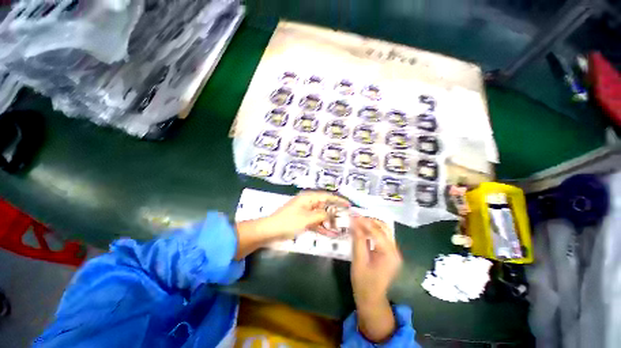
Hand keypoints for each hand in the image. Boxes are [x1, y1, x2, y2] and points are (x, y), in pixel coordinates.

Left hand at [264, 190, 349, 238]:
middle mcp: (308, 203)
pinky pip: (315, 222)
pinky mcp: (303, 220)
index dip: (338, 200)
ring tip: (340, 228)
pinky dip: (321, 227)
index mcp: (308, 198)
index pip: (327, 196)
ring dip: (329, 222)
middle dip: (335, 213)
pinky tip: (330, 234)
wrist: (270, 231)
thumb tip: (332, 214)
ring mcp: (305, 212)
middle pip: (325, 206)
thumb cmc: (289, 222)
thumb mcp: (307, 218)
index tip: (348, 205)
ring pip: (321, 215)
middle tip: (346, 219)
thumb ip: (322, 215)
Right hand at [350, 216, 401, 342]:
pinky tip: (364, 230)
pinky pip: (382, 236)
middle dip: (370, 220)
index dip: (364, 222)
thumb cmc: (363, 281)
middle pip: (384, 228)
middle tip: (355, 217)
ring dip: (372, 224)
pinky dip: (373, 231)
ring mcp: (394, 252)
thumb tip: (354, 222)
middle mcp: (395, 251)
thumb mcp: (358, 260)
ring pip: (384, 230)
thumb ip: (358, 240)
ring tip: (358, 222)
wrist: (371, 298)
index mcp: (389, 254)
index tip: (353, 215)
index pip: (377, 232)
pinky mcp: (390, 253)